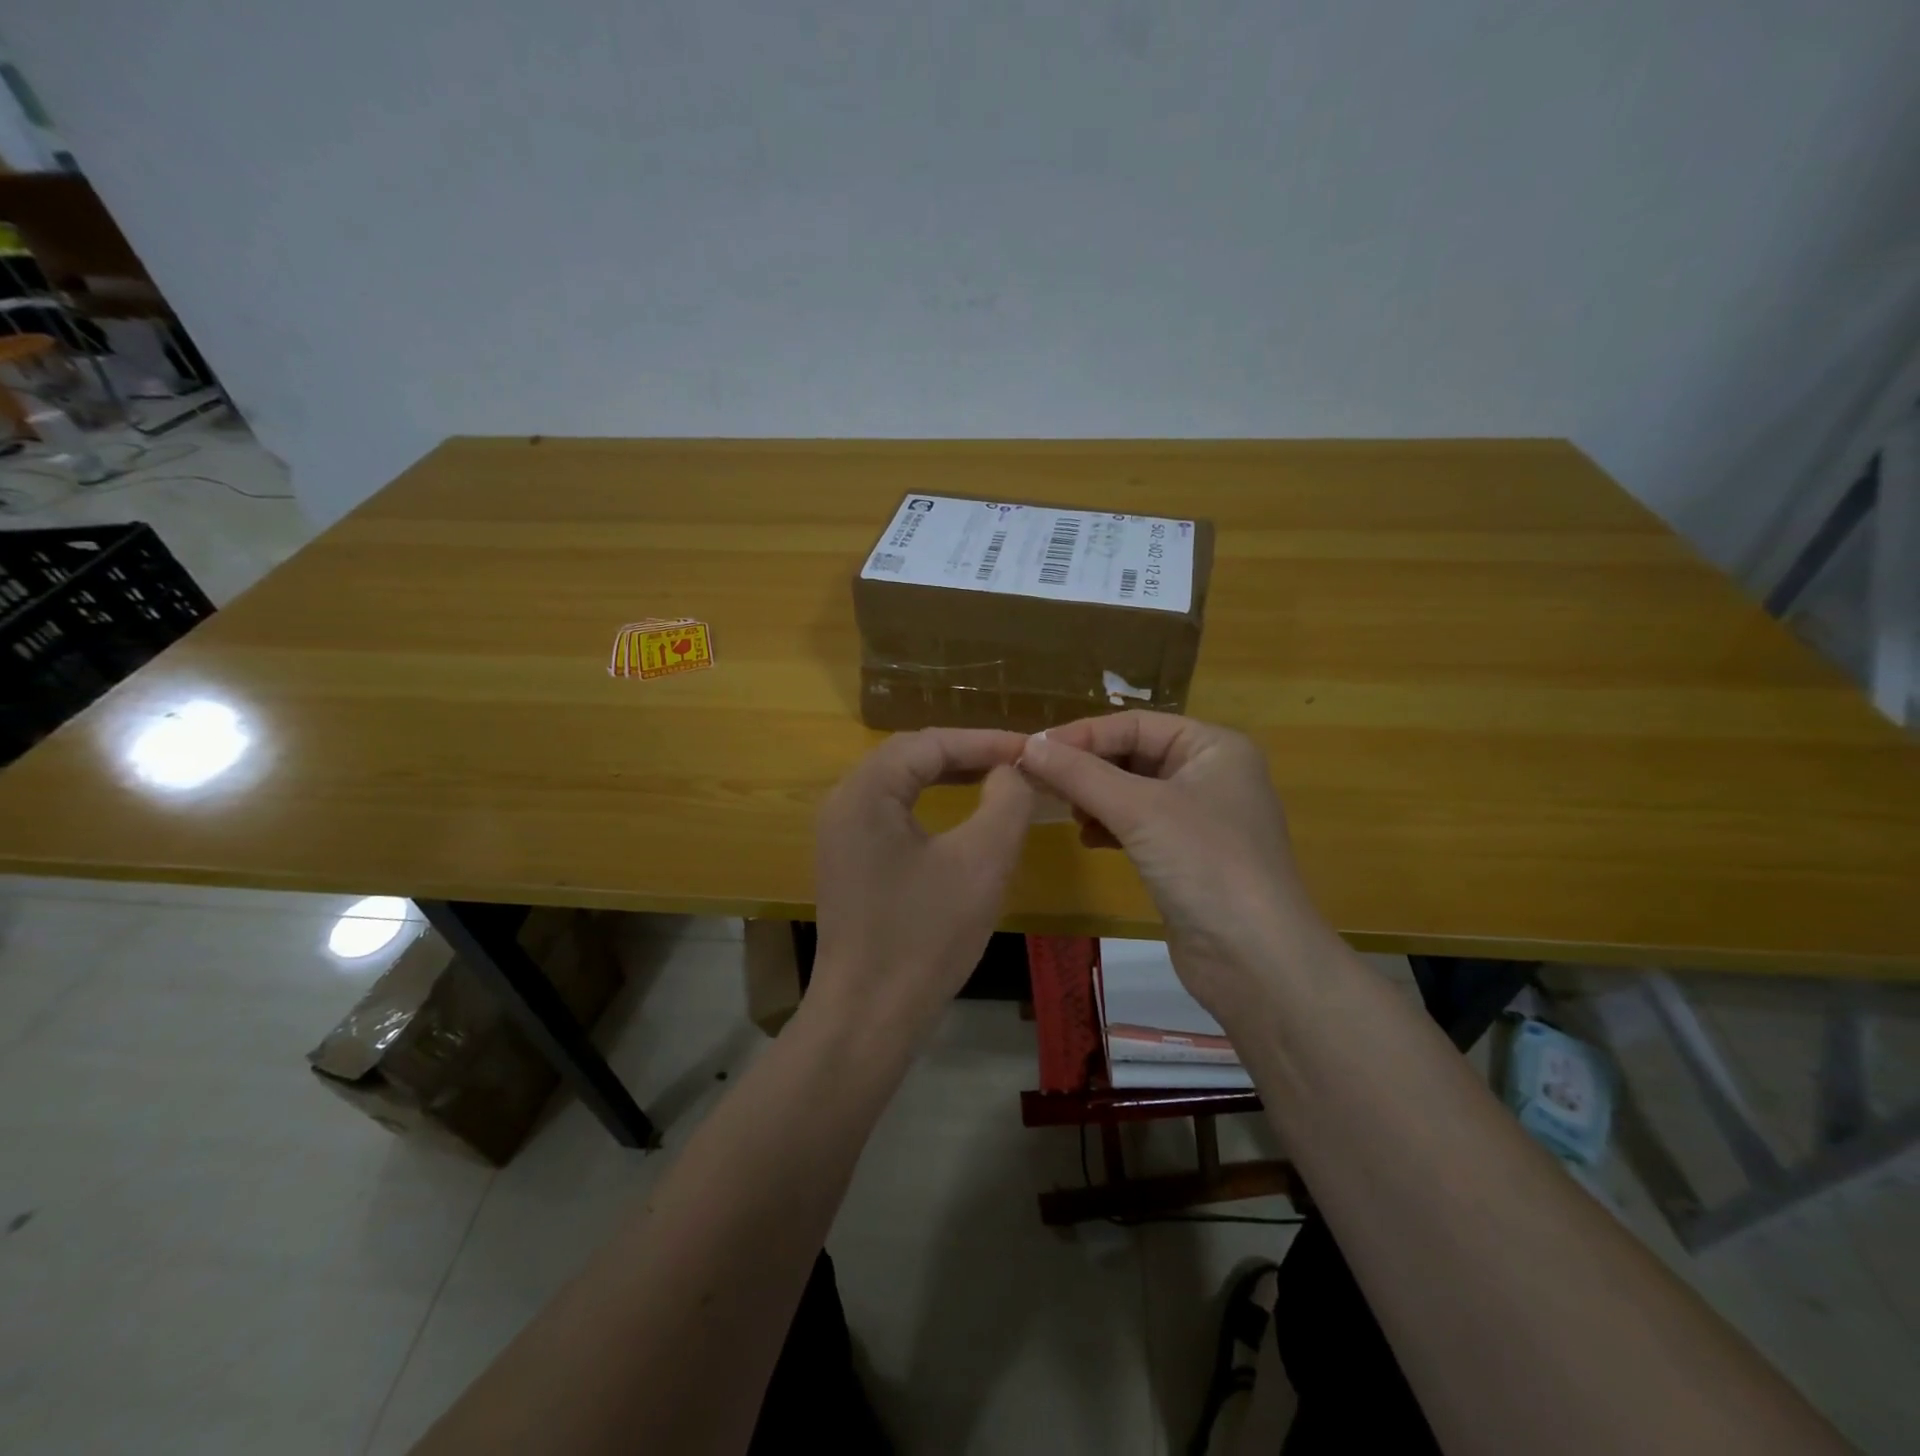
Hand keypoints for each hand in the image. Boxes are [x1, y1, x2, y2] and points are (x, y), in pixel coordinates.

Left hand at [811, 729, 1034, 1046]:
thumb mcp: (982, 861)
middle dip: (967, 753)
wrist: (869, 1016)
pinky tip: (961, 813)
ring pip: (901, 782)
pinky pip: (892, 812)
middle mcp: (844, 801)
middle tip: (1018, 761)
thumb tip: (1012, 770)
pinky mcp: (848, 859)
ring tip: (998, 777)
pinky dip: (930, 803)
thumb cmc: (926, 936)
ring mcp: (840, 832)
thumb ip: (1006, 800)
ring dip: (949, 775)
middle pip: (911, 755)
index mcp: (866, 791)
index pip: (931, 743)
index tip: (1033, 748)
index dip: (986, 741)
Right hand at [1019, 712, 1336, 1023]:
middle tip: (1040, 782)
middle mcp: (1211, 774)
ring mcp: (1201, 818)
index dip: (1083, 734)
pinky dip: (1110, 828)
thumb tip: (1028, 746)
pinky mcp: (1189, 857)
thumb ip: (1079, 774)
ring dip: (1096, 798)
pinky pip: (1139, 827)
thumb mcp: (1138, 810)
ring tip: (1068, 814)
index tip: (1032, 750)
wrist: (1256, 961)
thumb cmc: (1205, 864)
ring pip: (1133, 792)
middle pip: (1134, 755)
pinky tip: (1088, 840)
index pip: (1135, 724)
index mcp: (1213, 747)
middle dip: (1088, 768)